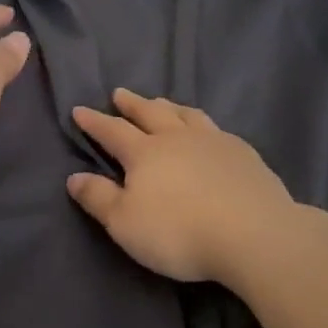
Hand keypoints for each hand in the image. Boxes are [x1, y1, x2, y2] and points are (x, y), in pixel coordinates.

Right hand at [67, 90, 294, 283]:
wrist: (254, 235)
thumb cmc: (179, 232)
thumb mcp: (124, 223)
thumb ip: (98, 198)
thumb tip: (73, 177)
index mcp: (144, 153)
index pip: (112, 131)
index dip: (94, 121)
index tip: (79, 110)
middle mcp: (177, 138)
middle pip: (150, 113)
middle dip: (131, 104)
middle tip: (120, 93)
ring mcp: (214, 142)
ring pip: (186, 115)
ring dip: (168, 107)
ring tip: (161, 103)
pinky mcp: (244, 154)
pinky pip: (216, 129)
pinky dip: (202, 124)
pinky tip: (207, 132)